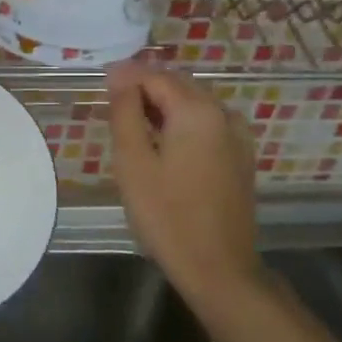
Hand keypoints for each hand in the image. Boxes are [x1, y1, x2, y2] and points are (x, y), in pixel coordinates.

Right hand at [107, 63, 261, 310]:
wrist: (217, 267)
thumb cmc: (166, 215)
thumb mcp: (133, 162)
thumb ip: (124, 112)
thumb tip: (119, 75)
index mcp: (196, 110)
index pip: (154, 76)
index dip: (125, 77)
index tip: (100, 88)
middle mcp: (222, 113)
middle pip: (178, 85)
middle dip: (145, 89)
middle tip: (113, 110)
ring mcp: (237, 135)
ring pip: (194, 103)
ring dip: (164, 106)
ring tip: (135, 129)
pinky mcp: (241, 156)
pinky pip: (208, 123)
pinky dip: (183, 123)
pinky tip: (166, 146)